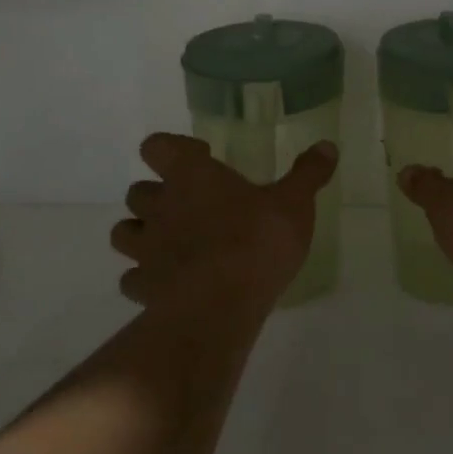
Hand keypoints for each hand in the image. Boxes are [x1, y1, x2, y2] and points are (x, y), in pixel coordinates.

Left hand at [109, 134, 338, 315]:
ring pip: (124, 232)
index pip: (157, 146)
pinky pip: (132, 278)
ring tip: (173, 242)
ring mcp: (145, 249)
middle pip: (138, 190)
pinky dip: (145, 278)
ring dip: (142, 233)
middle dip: (158, 194)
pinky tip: (169, 284)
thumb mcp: (294, 203)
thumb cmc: (257, 241)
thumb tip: (328, 146)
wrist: (219, 308)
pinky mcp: (142, 289)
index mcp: (190, 175)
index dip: (174, 149)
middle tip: (191, 205)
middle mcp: (160, 206)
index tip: (202, 159)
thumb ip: (308, 173)